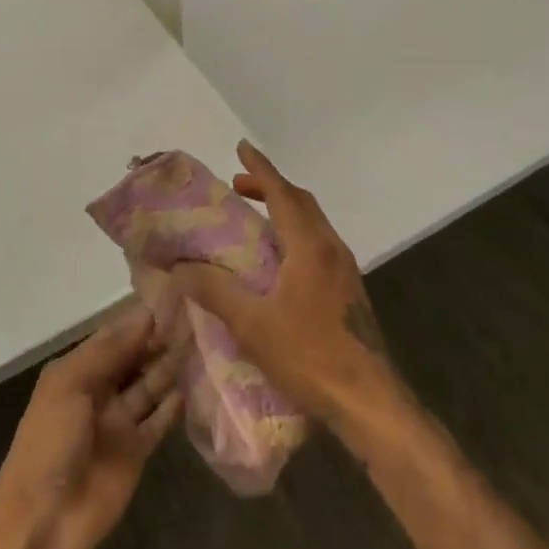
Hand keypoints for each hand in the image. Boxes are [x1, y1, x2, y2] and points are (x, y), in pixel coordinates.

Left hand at [0, 305, 182, 548]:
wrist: (42, 520)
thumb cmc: (49, 441)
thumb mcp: (69, 384)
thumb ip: (109, 351)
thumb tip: (146, 317)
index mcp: (78, 370)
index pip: (115, 335)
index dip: (141, 319)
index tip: (176, 298)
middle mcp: (100, 390)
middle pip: (136, 358)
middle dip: (161, 340)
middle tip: (199, 318)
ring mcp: (119, 422)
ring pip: (151, 386)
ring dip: (172, 367)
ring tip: (205, 345)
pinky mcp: (136, 451)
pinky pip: (159, 421)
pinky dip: (175, 405)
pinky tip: (196, 386)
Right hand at [172, 141, 403, 440]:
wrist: (368, 400)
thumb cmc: (309, 356)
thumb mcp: (251, 324)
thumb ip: (215, 291)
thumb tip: (180, 267)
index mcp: (310, 247)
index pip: (282, 194)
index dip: (260, 169)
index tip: (241, 148)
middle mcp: (332, 249)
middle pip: (301, 203)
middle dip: (270, 187)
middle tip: (239, 186)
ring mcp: (345, 271)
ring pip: (313, 224)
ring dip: (284, 211)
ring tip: (254, 219)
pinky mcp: (349, 291)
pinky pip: (318, 245)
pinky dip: (295, 235)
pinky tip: (278, 262)